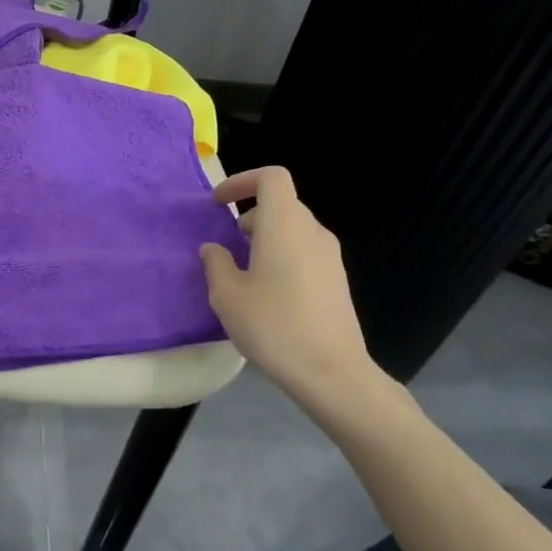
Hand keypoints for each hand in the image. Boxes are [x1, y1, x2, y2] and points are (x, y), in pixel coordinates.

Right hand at [200, 166, 405, 425]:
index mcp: (284, 225)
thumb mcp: (227, 295)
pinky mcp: (337, 281)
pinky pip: (305, 252)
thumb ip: (216, 263)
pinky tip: (268, 293)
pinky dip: (282, 256)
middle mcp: (312, 232)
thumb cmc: (273, 325)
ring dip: (266, 238)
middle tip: (228, 244)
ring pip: (294, 229)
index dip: (242, 181)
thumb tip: (214, 249)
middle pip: (282, 204)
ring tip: (244, 271)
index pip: (271, 178)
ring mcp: (330, 257)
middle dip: (250, 215)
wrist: (331, 373)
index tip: (218, 204)